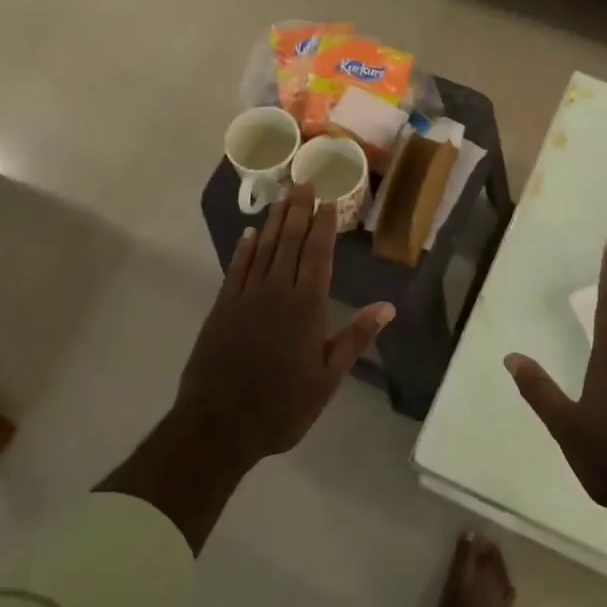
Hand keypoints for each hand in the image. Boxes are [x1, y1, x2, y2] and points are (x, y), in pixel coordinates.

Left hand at [172, 184, 393, 470]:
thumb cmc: (281, 406)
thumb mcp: (327, 378)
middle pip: (289, 242)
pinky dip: (244, 248)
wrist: (218, 426)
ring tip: (282, 195)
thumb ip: (355, 338)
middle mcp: (276, 292)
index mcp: (306, 307)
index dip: (323, 225)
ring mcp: (246, 297)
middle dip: (298, 210)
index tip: (328, 200)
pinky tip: (250, 232)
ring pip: (263, 249)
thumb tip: (388, 306)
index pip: (317, 254)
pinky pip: (236, 268)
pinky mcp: (222, 308)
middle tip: (304, 180)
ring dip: (274, 220)